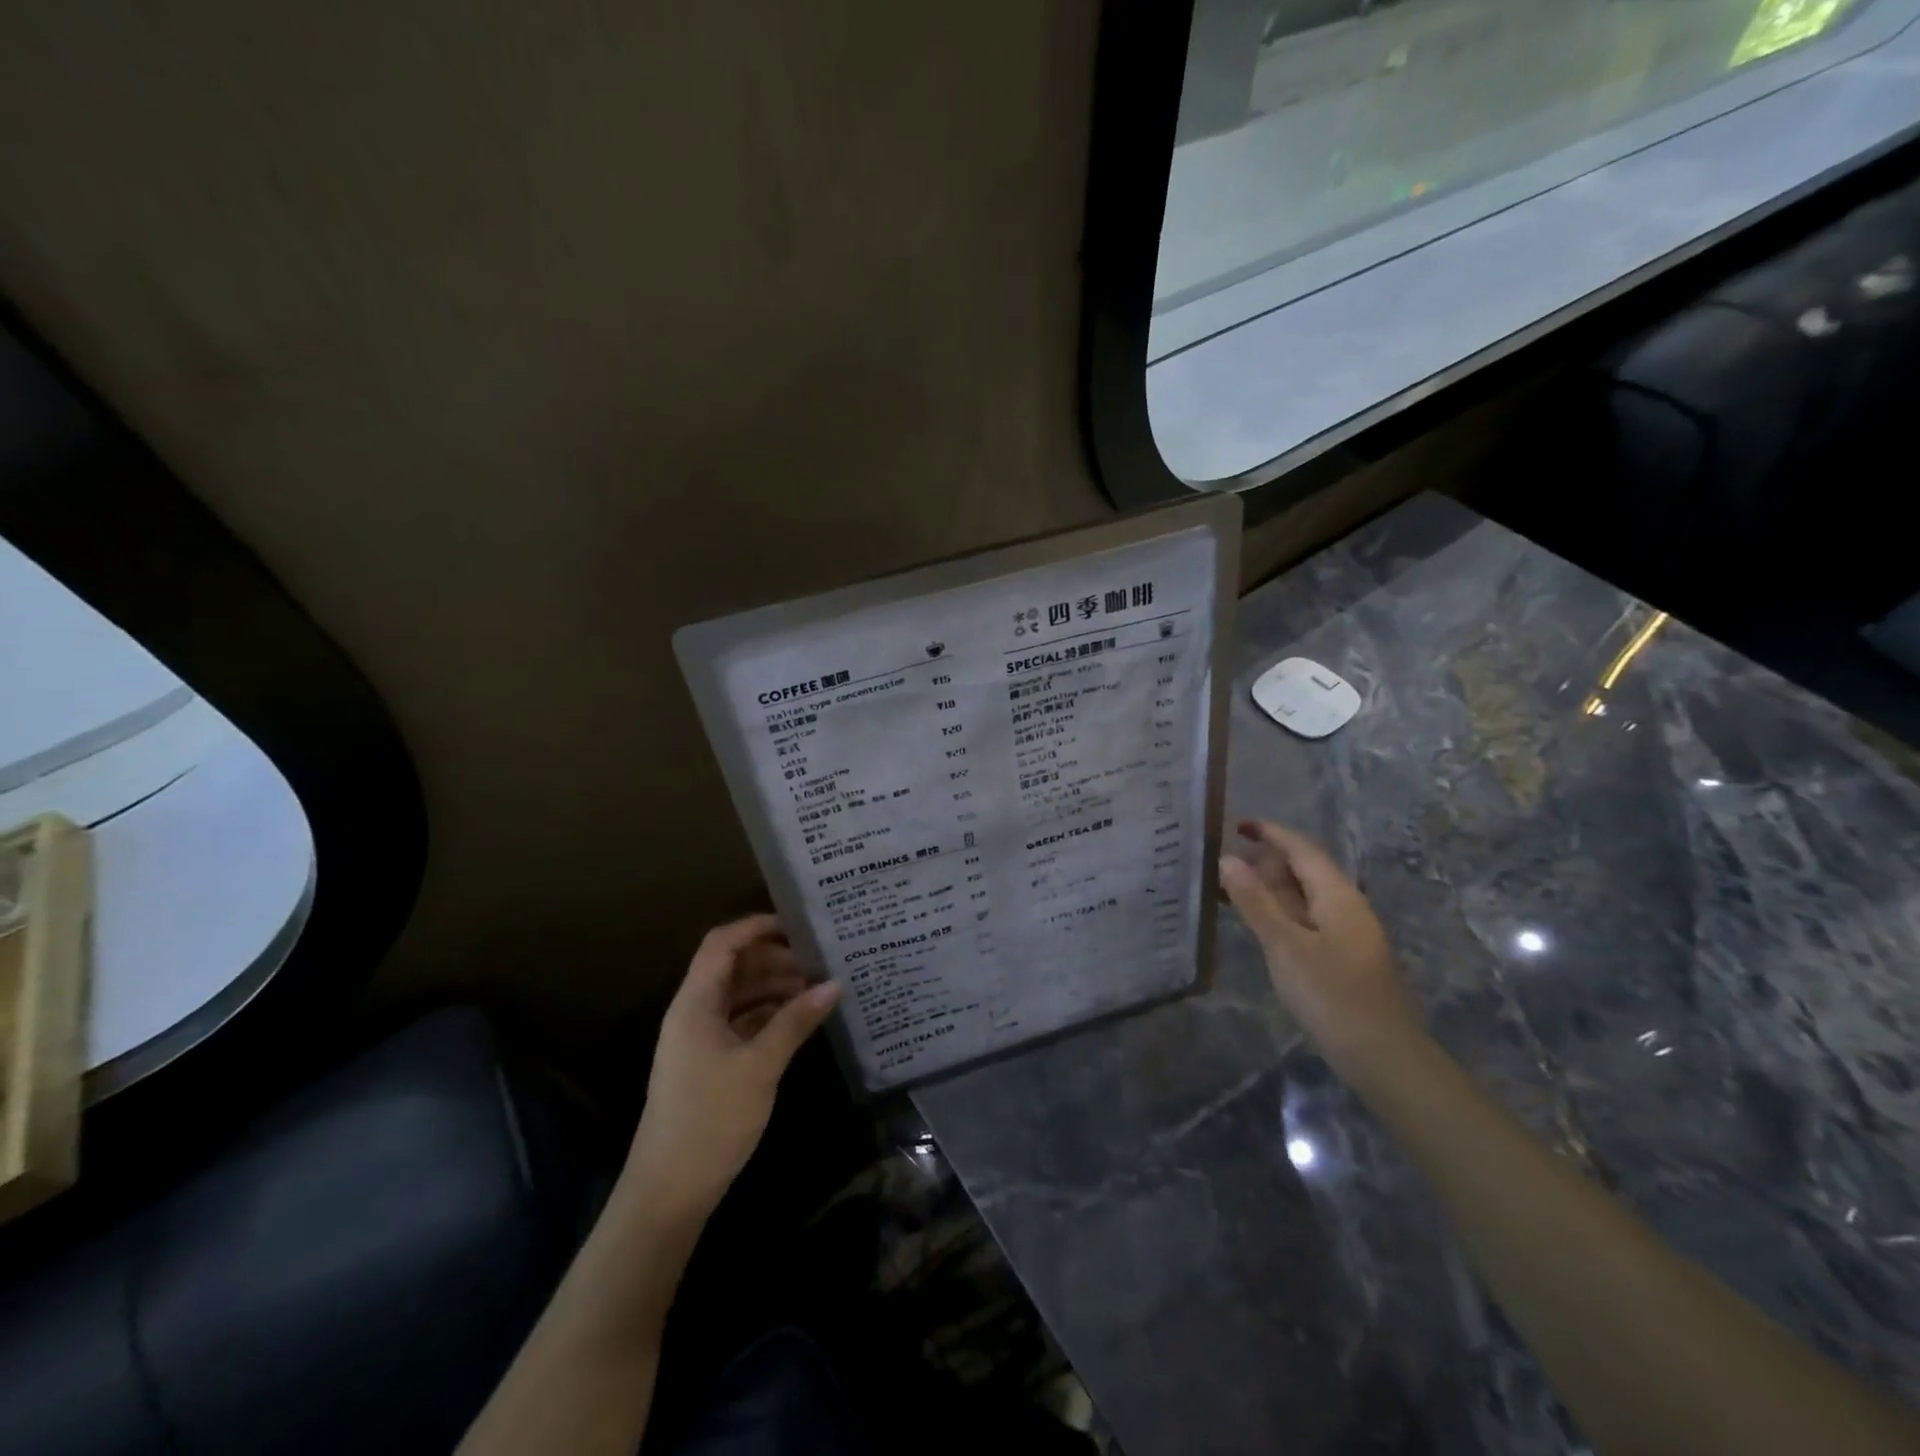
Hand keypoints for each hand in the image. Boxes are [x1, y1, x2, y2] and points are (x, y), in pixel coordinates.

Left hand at [623, 914, 840, 1227]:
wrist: (668, 1192)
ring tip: (818, 988)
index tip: (799, 925)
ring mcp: (701, 1039)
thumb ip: (795, 1021)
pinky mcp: (710, 1063)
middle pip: (734, 967)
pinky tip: (801, 1020)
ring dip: (775, 987)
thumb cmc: (710, 1119)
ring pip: (740, 996)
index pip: (722, 943)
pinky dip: (770, 1015)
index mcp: (695, 1003)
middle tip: (820, 960)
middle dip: (775, 959)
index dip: (756, 926)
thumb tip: (834, 984)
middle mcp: (694, 1012)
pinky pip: (742, 1022)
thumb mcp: (759, 1066)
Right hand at [1219, 821, 1421, 1078]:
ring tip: (1230, 889)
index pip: (1302, 849)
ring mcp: (1347, 932)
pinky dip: (1279, 911)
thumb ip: (1255, 901)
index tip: (1237, 824)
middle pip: (1303, 870)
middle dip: (1265, 861)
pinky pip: (1306, 918)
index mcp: (1338, 895)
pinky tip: (1259, 923)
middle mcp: (1346, 906)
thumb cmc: (1331, 996)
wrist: (1381, 1056)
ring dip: (1269, 888)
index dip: (1270, 833)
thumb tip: (1227, 859)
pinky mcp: (1342, 956)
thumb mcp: (1285, 946)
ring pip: (1304, 896)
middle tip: (1221, 864)